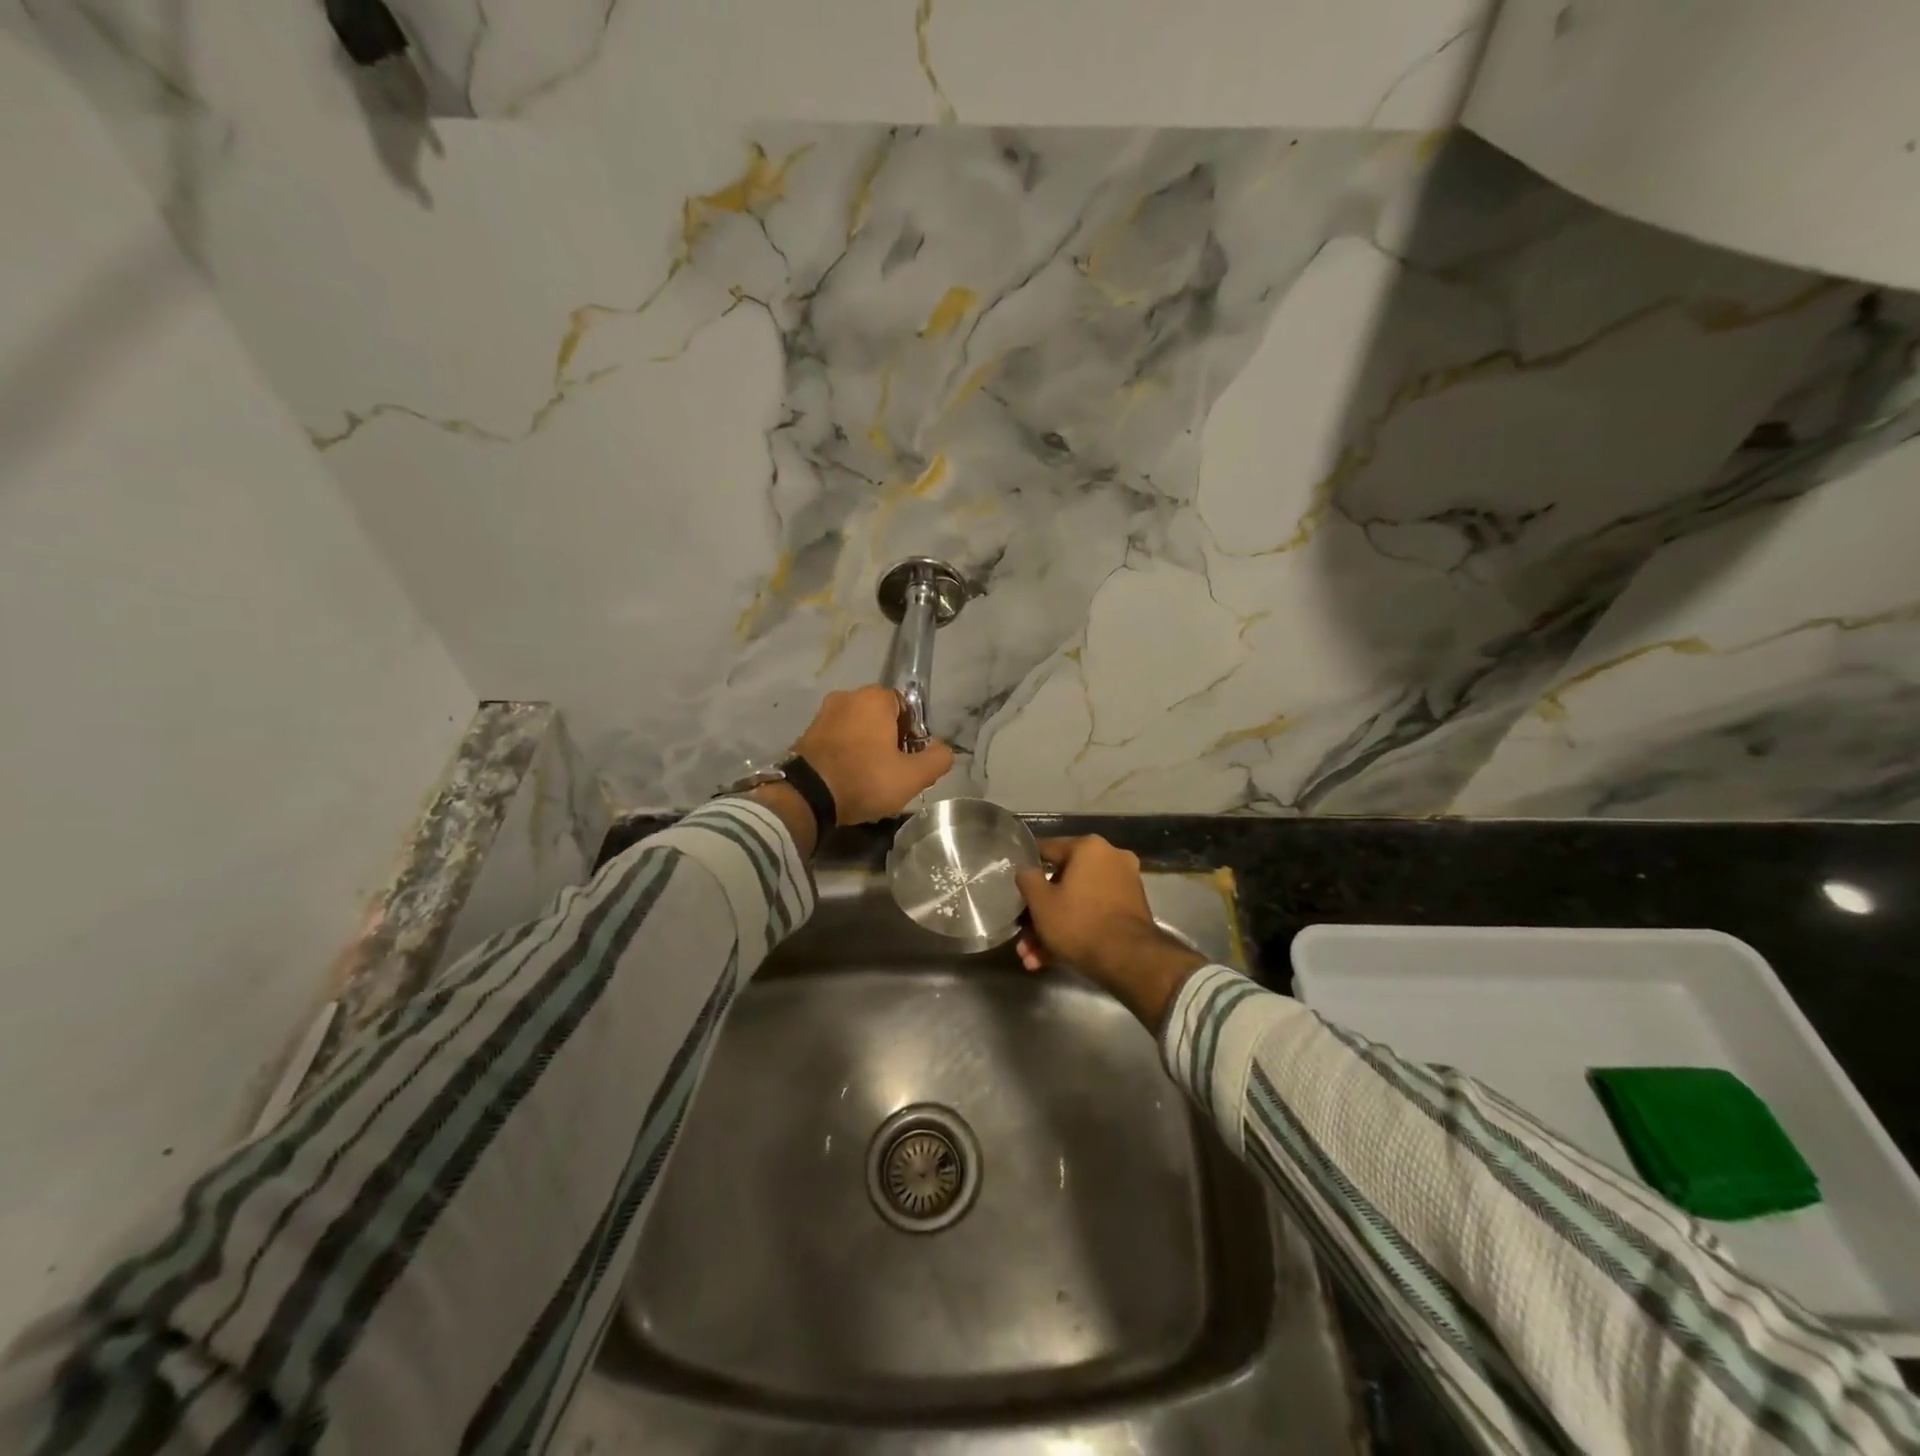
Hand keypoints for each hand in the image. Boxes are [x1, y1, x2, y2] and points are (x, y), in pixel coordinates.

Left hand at [793, 686, 954, 823]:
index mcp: (874, 697)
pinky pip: (837, 739)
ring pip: (858, 728)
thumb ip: (938, 759)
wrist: (807, 797)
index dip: (912, 734)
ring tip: (868, 778)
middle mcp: (847, 696)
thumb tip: (943, 750)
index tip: (908, 760)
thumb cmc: (865, 779)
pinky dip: (846, 753)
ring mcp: (823, 714)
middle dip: (889, 741)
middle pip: (880, 717)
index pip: (906, 707)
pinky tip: (848, 778)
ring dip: (866, 747)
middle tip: (891, 772)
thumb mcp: (913, 776)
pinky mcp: (806, 732)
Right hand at [1014, 836, 1205, 1028]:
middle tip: (1023, 936)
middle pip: (1063, 883)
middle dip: (1040, 913)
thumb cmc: (1079, 922)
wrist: (1129, 960)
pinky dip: (1075, 931)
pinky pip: (1094, 914)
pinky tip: (1050, 960)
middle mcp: (1111, 858)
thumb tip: (1026, 870)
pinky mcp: (1131, 911)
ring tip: (1032, 958)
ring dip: (1053, 929)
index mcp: (1089, 847)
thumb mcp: (1040, 902)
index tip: (1014, 884)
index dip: (1027, 868)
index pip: (1048, 849)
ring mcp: (1124, 885)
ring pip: (1077, 903)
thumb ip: (1027, 879)